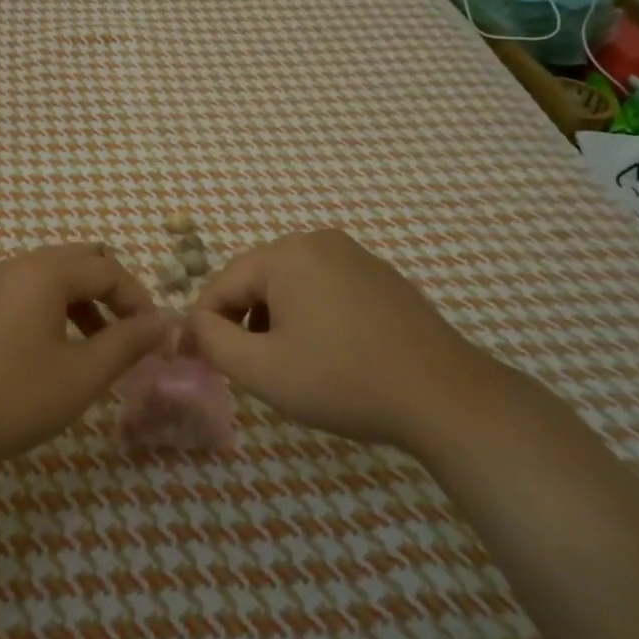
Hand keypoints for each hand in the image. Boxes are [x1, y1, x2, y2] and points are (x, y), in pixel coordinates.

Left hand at [0, 244, 169, 473]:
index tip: (154, 337)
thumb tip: (163, 321)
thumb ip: (128, 343)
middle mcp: (16, 267)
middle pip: (79, 261)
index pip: (107, 269)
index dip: (139, 299)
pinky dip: (52, 311)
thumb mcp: (82, 374)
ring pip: (50, 278)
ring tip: (97, 348)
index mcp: (44, 272)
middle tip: (128, 333)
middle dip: (111, 293)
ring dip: (82, 303)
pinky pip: (25, 293)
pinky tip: (53, 352)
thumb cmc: (13, 397)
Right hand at [187, 230, 489, 450]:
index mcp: (287, 254)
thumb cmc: (342, 380)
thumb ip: (213, 341)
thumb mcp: (261, 369)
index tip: (197, 360)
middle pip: (257, 281)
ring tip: (288, 365)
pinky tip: (327, 355)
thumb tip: (194, 324)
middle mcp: (320, 242)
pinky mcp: (382, 278)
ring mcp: (356, 257)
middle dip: (243, 322)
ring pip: (291, 286)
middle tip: (246, 368)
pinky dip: (311, 317)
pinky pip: (325, 290)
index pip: (223, 284)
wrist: (443, 396)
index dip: (204, 324)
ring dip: (275, 321)